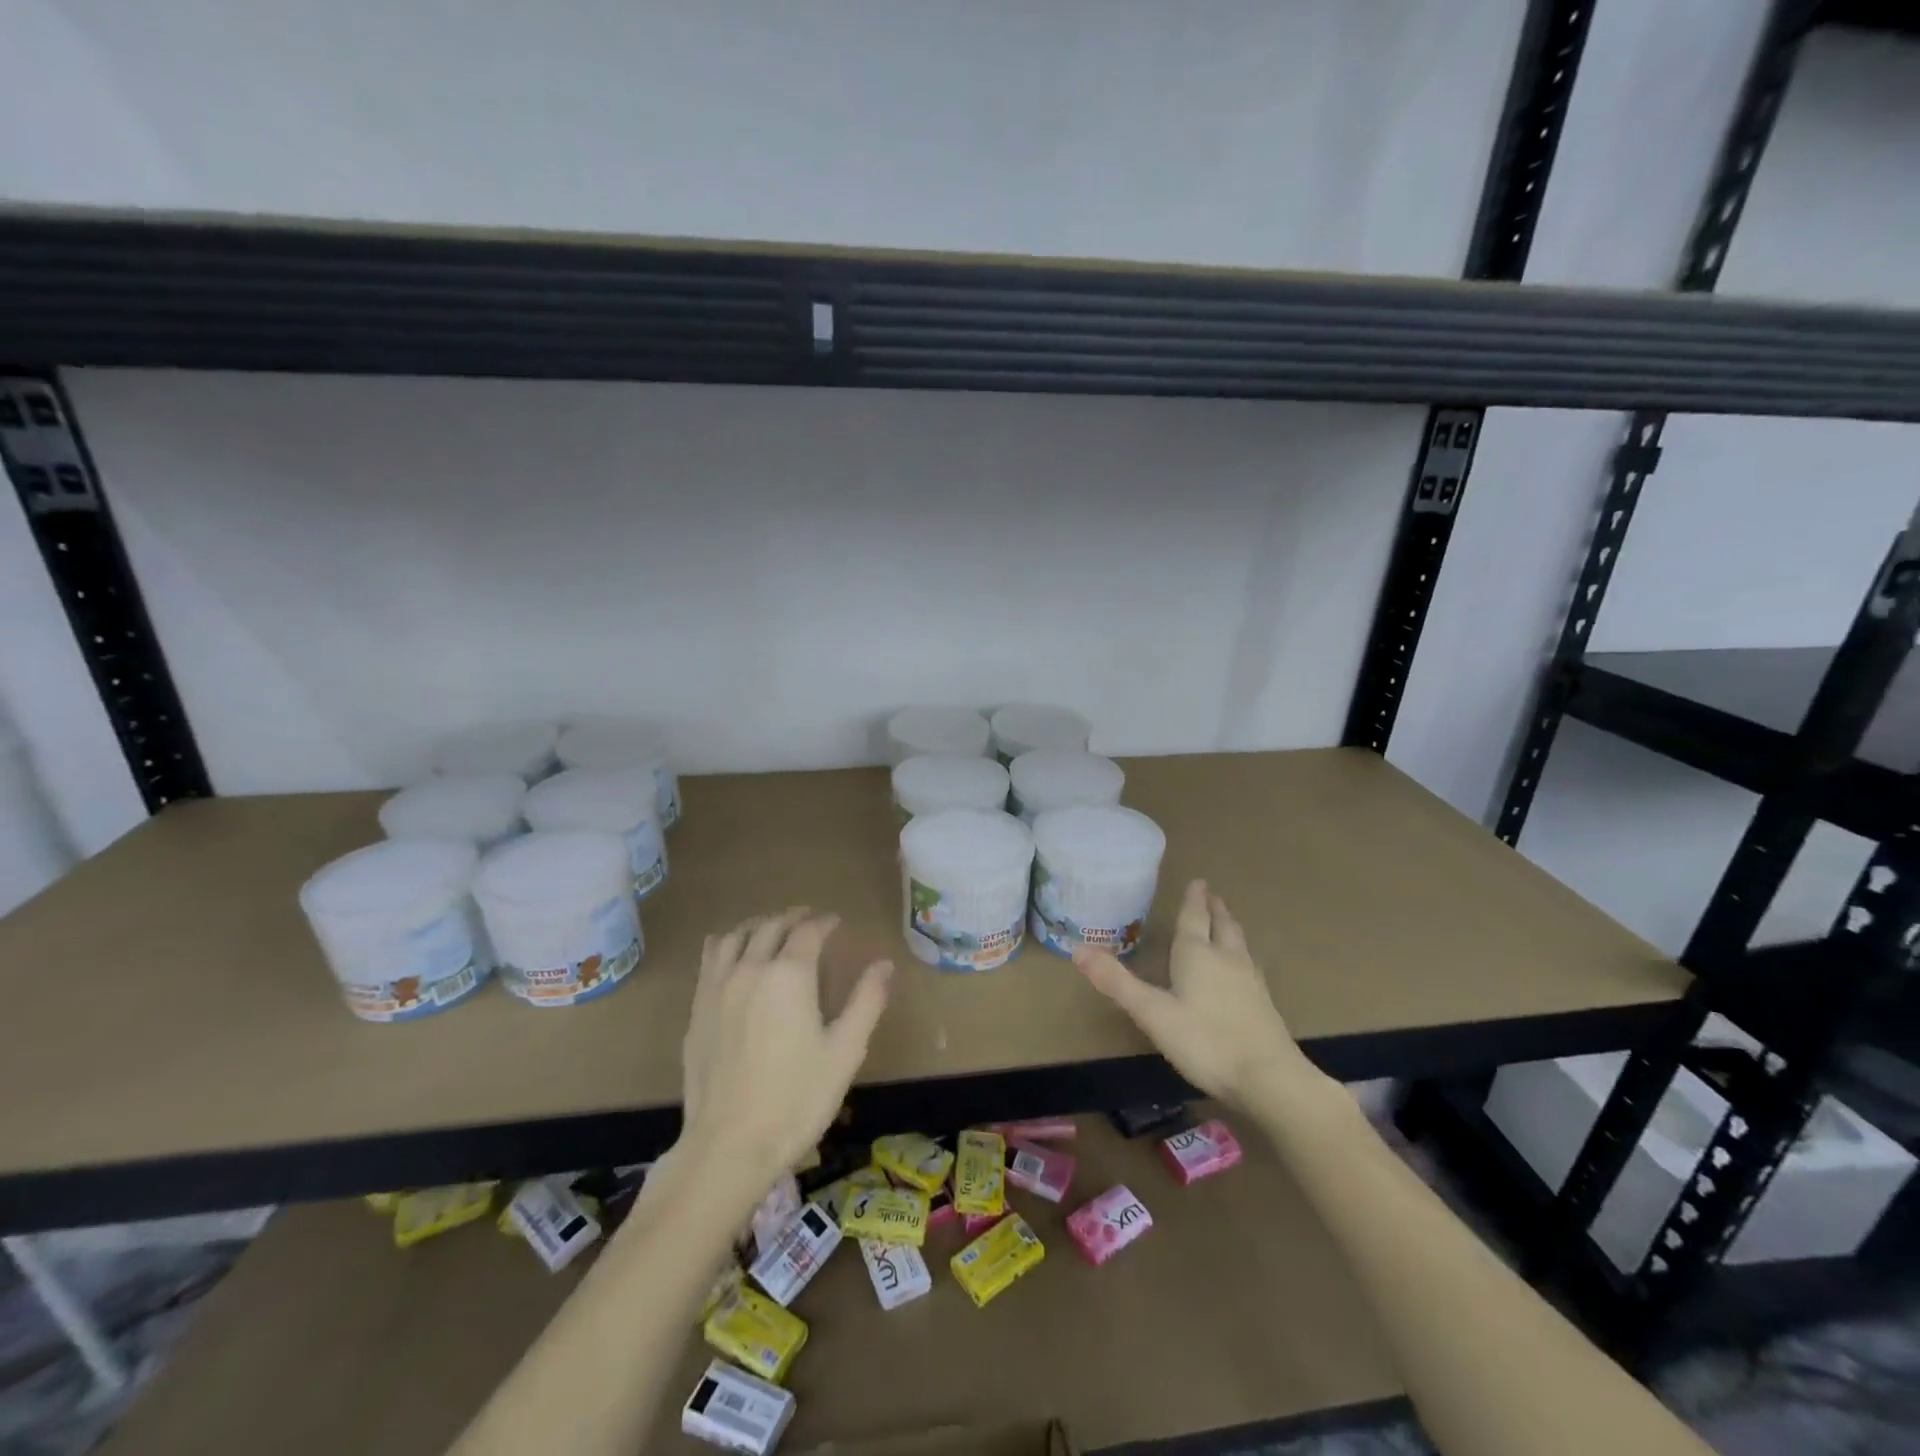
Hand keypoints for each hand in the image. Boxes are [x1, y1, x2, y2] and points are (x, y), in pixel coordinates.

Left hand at [679, 908, 892, 1187]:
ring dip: (759, 926)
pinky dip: (727, 944)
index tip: (836, 922)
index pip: (808, 931)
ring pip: (736, 936)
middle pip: (771, 926)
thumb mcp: (845, 1051)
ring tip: (772, 930)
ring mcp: (718, 987)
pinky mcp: (697, 1009)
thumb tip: (884, 964)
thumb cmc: (797, 1099)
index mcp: (790, 974)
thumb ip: (866, 1001)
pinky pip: (710, 959)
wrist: (729, 1146)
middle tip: (810, 920)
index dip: (825, 921)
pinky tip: (733, 955)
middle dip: (794, 917)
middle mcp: (751, 969)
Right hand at [1074, 880, 1309, 1106]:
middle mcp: (1227, 960)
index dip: (1194, 900)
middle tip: (1212, 895)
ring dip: (1230, 928)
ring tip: (1225, 922)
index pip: (1194, 918)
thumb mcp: (1152, 1013)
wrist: (1269, 1079)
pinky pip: (1249, 966)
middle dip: (1214, 909)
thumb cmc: (1205, 1041)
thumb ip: (1117, 982)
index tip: (1198, 880)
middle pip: (1222, 926)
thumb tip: (1077, 949)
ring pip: (1239, 944)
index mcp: (1198, 955)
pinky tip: (1242, 969)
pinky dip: (1241, 955)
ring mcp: (1250, 982)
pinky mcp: (1264, 1005)